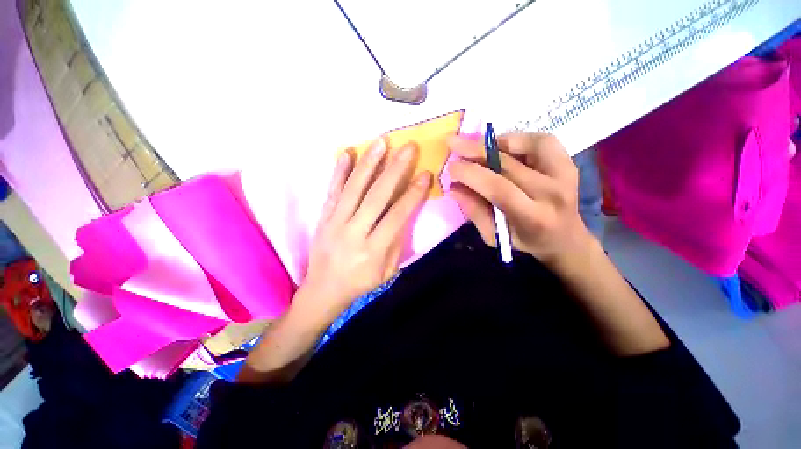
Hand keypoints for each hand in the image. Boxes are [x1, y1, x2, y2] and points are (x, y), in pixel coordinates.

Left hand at [298, 138, 431, 322]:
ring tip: (381, 142)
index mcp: (373, 250)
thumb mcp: (387, 272)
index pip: (396, 216)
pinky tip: (346, 153)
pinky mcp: (323, 218)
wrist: (323, 290)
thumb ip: (397, 243)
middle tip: (408, 147)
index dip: (412, 194)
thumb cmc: (360, 283)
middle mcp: (354, 233)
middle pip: (376, 197)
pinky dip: (339, 171)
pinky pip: (332, 191)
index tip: (425, 174)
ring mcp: (335, 223)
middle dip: (394, 170)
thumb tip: (405, 214)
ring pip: (353, 188)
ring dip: (368, 163)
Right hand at [447, 133, 593, 271]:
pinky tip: (501, 145)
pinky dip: (518, 139)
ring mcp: (564, 174)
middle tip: (453, 143)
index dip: (471, 174)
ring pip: (527, 145)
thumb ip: (474, 211)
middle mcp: (552, 193)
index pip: (498, 188)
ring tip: (475, 145)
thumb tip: (454, 187)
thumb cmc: (524, 240)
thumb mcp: (493, 236)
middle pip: (508, 164)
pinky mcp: (569, 163)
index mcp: (532, 217)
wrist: (564, 238)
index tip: (451, 167)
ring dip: (496, 142)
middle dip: (475, 151)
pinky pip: (542, 141)